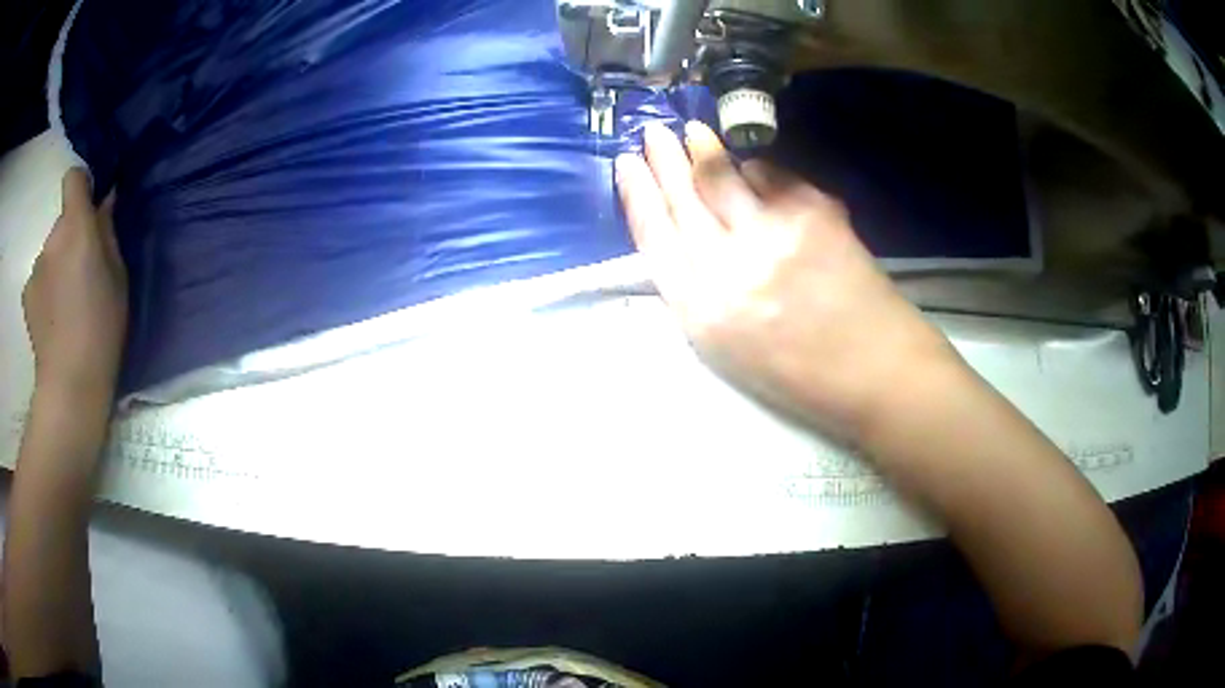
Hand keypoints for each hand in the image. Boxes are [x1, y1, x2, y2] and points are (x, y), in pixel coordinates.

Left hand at [23, 169, 127, 404]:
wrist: (69, 386)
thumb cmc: (101, 330)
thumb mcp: (118, 278)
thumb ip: (108, 234)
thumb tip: (105, 204)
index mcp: (77, 227)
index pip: (74, 179)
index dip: (81, 186)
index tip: (90, 206)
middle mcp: (52, 238)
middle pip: (63, 221)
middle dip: (72, 237)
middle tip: (83, 273)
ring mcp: (35, 267)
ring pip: (50, 252)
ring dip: (58, 265)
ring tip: (67, 305)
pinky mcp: (26, 294)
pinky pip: (39, 278)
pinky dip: (46, 289)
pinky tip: (53, 318)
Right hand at [615, 122, 957, 435]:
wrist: (877, 370)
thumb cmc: (800, 374)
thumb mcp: (728, 349)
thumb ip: (697, 292)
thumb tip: (683, 231)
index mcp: (703, 311)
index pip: (655, 234)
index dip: (637, 193)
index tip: (626, 163)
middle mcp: (731, 266)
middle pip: (684, 197)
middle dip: (662, 158)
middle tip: (652, 131)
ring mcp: (775, 233)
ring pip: (724, 176)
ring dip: (704, 148)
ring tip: (693, 133)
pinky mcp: (815, 213)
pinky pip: (773, 175)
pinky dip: (758, 166)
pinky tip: (752, 163)